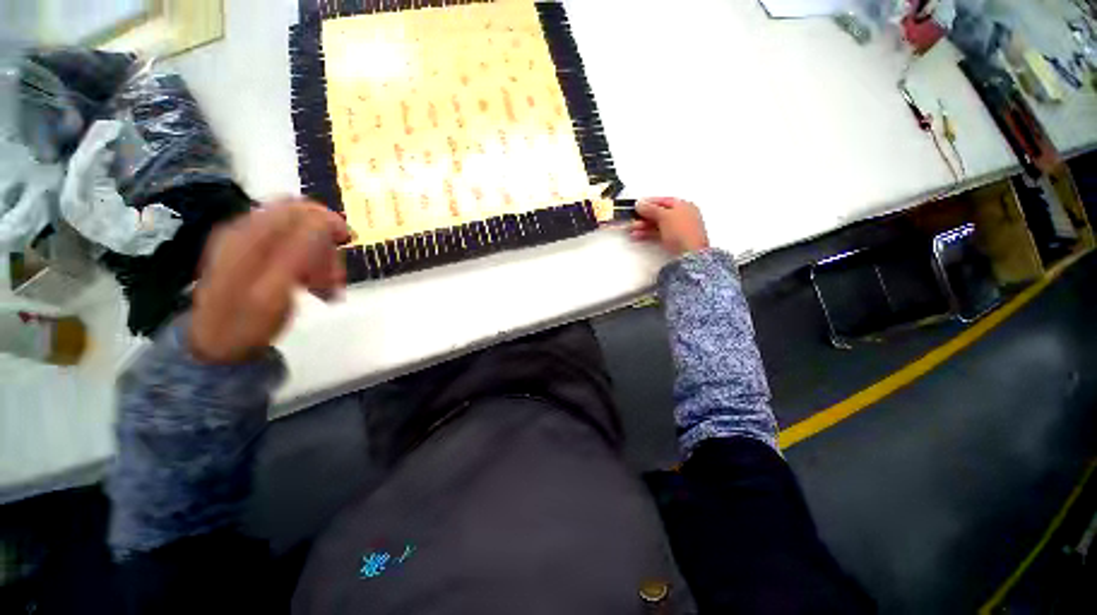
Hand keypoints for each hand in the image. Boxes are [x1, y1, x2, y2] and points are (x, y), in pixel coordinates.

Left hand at [189, 200, 350, 363]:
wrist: (217, 347)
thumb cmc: (246, 323)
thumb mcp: (275, 288)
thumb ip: (299, 250)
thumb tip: (325, 220)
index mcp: (249, 235)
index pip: (296, 207)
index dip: (328, 220)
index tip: (349, 242)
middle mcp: (247, 232)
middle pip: (301, 220)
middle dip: (326, 244)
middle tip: (336, 276)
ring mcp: (249, 244)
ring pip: (300, 236)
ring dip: (322, 258)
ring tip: (328, 288)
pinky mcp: (254, 257)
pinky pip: (293, 249)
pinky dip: (311, 265)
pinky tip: (315, 286)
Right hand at [630, 197, 709, 255]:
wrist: (690, 255)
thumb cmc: (681, 231)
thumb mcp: (664, 215)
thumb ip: (651, 209)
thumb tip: (640, 204)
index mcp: (685, 206)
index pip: (664, 201)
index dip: (649, 202)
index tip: (637, 205)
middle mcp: (683, 216)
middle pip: (660, 214)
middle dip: (643, 216)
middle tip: (631, 219)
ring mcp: (679, 230)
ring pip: (657, 225)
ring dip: (643, 226)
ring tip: (631, 229)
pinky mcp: (674, 242)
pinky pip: (658, 234)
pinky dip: (647, 234)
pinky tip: (638, 236)